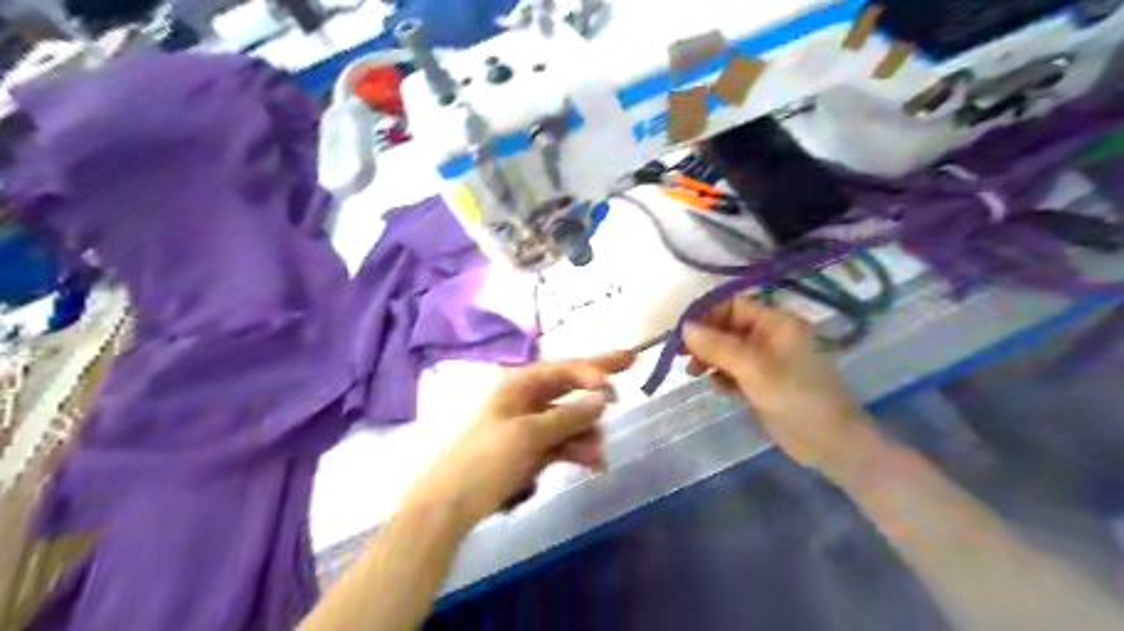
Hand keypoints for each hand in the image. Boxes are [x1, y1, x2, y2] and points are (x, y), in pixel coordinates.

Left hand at [418, 353, 634, 523]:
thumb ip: (568, 417)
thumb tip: (603, 398)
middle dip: (599, 379)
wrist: (454, 502)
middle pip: (571, 383)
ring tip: (600, 454)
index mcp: (520, 385)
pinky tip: (594, 464)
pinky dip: (579, 450)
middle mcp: (529, 399)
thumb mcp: (528, 435)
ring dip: (589, 431)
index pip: (563, 368)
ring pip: (572, 417)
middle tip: (631, 360)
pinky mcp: (535, 448)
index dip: (591, 369)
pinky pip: (565, 442)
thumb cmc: (486, 459)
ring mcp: (533, 424)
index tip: (613, 382)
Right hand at [680, 297, 872, 472]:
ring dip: (710, 358)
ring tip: (695, 373)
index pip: (734, 305)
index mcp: (777, 323)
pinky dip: (723, 376)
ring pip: (729, 350)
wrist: (833, 445)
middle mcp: (772, 336)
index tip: (682, 334)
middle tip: (681, 356)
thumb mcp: (755, 369)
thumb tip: (684, 327)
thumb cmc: (797, 398)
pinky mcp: (765, 382)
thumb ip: (718, 346)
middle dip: (705, 339)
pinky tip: (719, 389)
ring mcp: (769, 360)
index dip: (707, 315)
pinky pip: (736, 370)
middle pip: (729, 327)